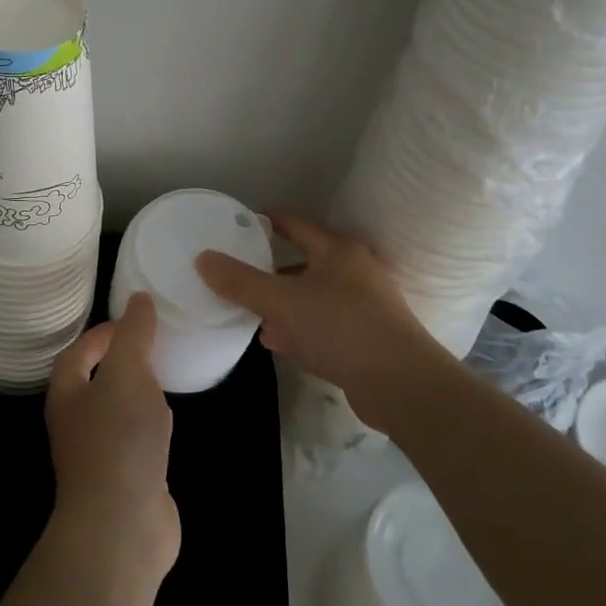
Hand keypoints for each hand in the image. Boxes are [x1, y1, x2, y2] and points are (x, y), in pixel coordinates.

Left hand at [45, 294, 179, 576]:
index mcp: (67, 393)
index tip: (133, 320)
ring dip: (135, 395)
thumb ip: (134, 334)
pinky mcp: (123, 480)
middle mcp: (75, 423)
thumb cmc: (118, 438)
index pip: (77, 352)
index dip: (101, 333)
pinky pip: (134, 442)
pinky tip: (168, 425)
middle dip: (120, 362)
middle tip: (152, 346)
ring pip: (115, 412)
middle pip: (93, 382)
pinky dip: (149, 427)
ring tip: (162, 379)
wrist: (122, 525)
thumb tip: (139, 298)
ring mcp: (98, 455)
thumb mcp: (128, 373)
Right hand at [195, 211, 453, 432]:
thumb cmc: (340, 329)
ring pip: (312, 294)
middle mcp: (354, 270)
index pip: (293, 222)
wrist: (402, 385)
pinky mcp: (367, 336)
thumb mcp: (281, 302)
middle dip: (269, 267)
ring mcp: (364, 304)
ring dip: (283, 301)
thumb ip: (240, 281)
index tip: (235, 225)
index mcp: (337, 250)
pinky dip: (298, 326)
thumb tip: (203, 258)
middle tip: (237, 272)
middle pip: (303, 260)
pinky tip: (276, 341)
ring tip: (250, 310)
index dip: (263, 220)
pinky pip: (323, 322)